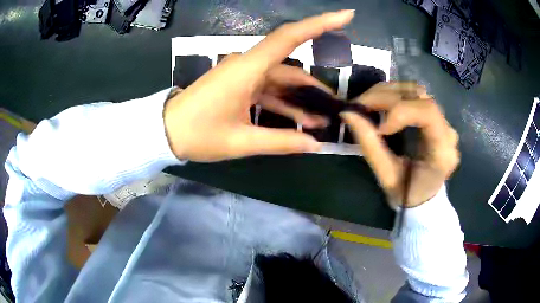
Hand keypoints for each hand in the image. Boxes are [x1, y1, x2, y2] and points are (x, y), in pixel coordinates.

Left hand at [164, 10, 354, 161]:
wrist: (165, 132)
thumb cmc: (198, 134)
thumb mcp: (241, 141)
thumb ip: (280, 141)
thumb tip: (314, 144)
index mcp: (247, 68)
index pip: (290, 37)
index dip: (320, 24)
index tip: (346, 16)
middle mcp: (247, 65)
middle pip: (291, 67)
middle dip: (315, 87)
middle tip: (336, 105)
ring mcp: (242, 74)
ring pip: (280, 82)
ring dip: (300, 101)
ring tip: (320, 122)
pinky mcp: (238, 84)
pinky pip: (267, 90)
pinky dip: (283, 104)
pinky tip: (297, 122)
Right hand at [341, 83, 459, 207]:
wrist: (423, 198)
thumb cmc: (408, 195)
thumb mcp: (388, 177)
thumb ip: (370, 146)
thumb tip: (347, 114)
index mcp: (442, 151)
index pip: (428, 112)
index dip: (401, 111)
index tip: (380, 128)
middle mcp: (447, 131)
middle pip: (419, 95)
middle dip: (386, 97)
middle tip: (359, 106)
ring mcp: (443, 121)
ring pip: (415, 90)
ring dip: (387, 92)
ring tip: (366, 103)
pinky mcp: (434, 117)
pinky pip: (413, 96)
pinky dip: (392, 95)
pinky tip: (379, 104)